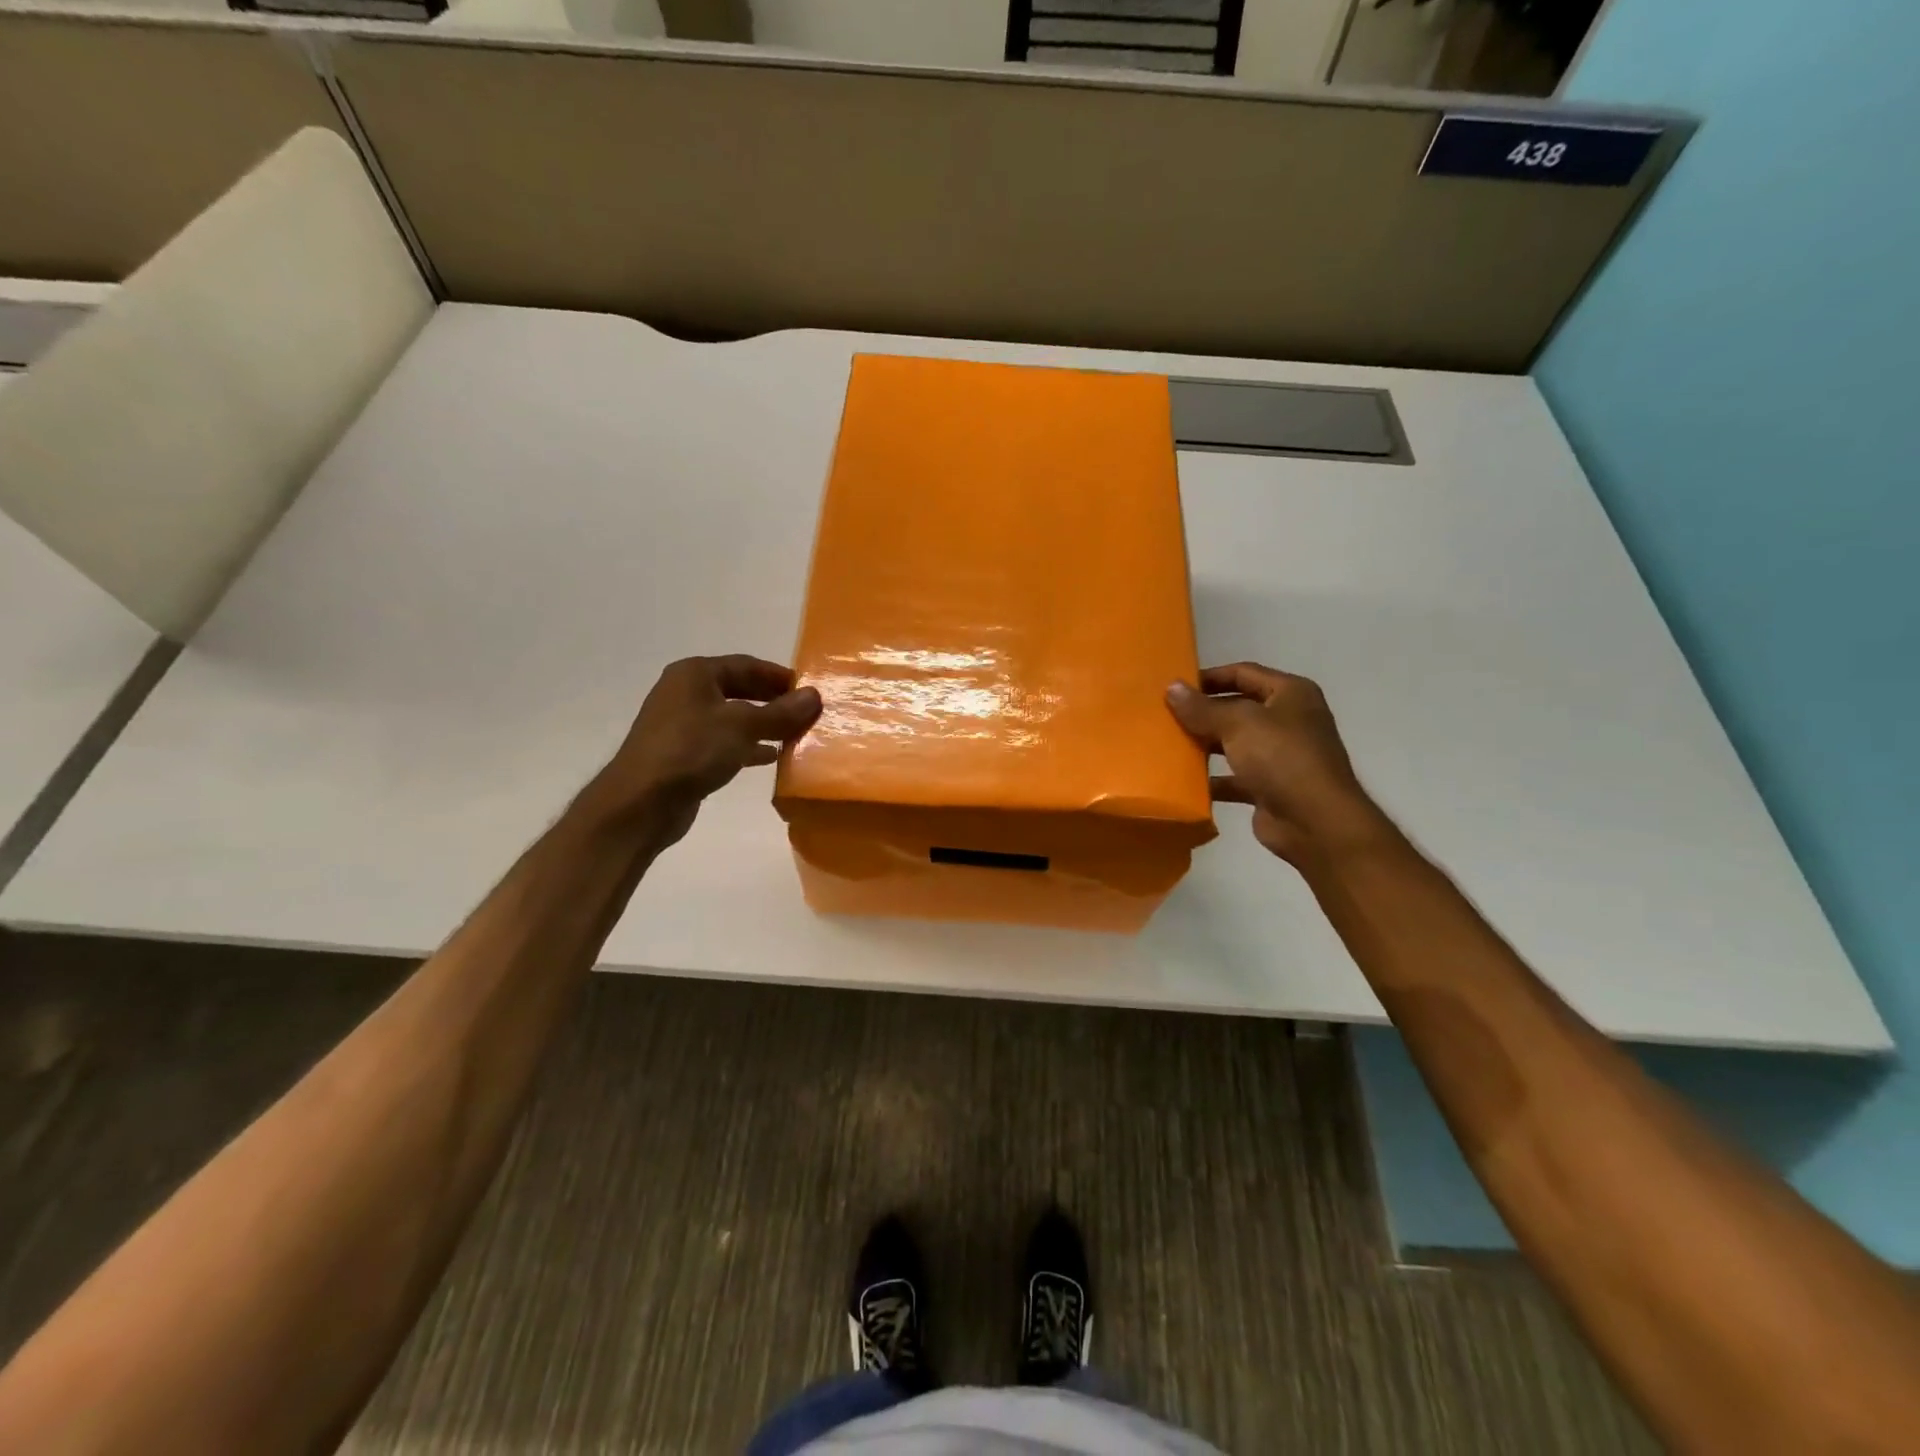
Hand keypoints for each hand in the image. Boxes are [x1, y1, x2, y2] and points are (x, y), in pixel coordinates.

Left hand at [587, 655, 821, 849]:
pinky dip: (747, 746)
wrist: (641, 803)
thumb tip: (814, 696)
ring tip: (794, 736)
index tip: (809, 690)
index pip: (746, 665)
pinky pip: (723, 742)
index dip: (779, 676)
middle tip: (805, 713)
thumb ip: (781, 712)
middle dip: (773, 701)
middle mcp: (686, 693)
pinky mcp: (684, 754)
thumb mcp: (743, 726)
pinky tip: (770, 758)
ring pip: (732, 718)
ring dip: (763, 725)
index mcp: (695, 674)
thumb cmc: (692, 750)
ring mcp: (682, 725)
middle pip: (739, 689)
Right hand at [1166, 663, 1385, 863]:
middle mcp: (1288, 720)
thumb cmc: (1282, 758)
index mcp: (1290, 694)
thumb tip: (1171, 687)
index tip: (1175, 687)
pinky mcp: (1269, 788)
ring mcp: (1280, 756)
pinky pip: (1234, 777)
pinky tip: (1183, 783)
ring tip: (1168, 746)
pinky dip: (1212, 780)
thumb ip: (1202, 708)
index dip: (1209, 677)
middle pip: (1237, 709)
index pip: (1243, 673)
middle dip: (1203, 713)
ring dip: (1204, 745)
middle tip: (1165, 717)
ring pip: (1234, 744)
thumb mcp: (1238, 724)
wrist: (1315, 822)